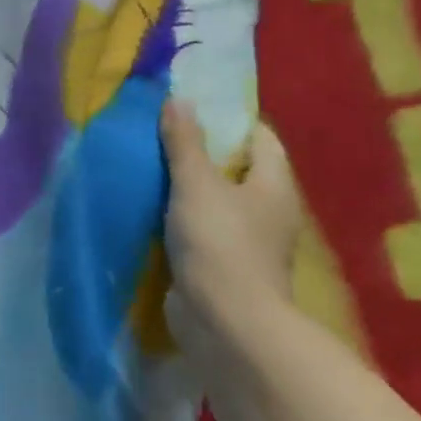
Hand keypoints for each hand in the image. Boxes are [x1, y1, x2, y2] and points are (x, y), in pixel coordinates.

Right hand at [159, 100, 300, 346]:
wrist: (225, 321)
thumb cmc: (219, 244)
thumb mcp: (196, 184)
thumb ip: (185, 143)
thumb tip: (178, 99)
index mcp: (274, 185)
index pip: (260, 138)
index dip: (230, 119)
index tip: (191, 107)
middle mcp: (267, 210)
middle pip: (236, 168)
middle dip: (201, 151)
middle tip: (159, 132)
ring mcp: (245, 240)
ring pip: (214, 199)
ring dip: (186, 185)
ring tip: (147, 164)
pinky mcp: (221, 263)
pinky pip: (198, 226)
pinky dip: (178, 215)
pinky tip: (149, 207)